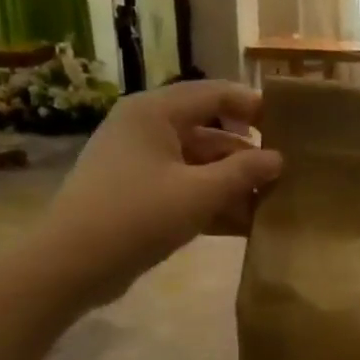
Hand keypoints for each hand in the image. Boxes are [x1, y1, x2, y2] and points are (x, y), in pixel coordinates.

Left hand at [27, 80, 282, 306]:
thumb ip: (243, 173)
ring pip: (199, 165)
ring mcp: (140, 164)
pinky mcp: (138, 195)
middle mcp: (146, 129)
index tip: (289, 127)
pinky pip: (184, 189)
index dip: (253, 107)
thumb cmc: (137, 216)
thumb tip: (279, 159)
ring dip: (233, 185)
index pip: (214, 94)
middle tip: (287, 176)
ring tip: (272, 206)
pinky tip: (245, 226)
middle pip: (209, 133)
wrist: (70, 265)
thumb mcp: (199, 194)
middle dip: (247, 157)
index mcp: (155, 113)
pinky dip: (212, 203)